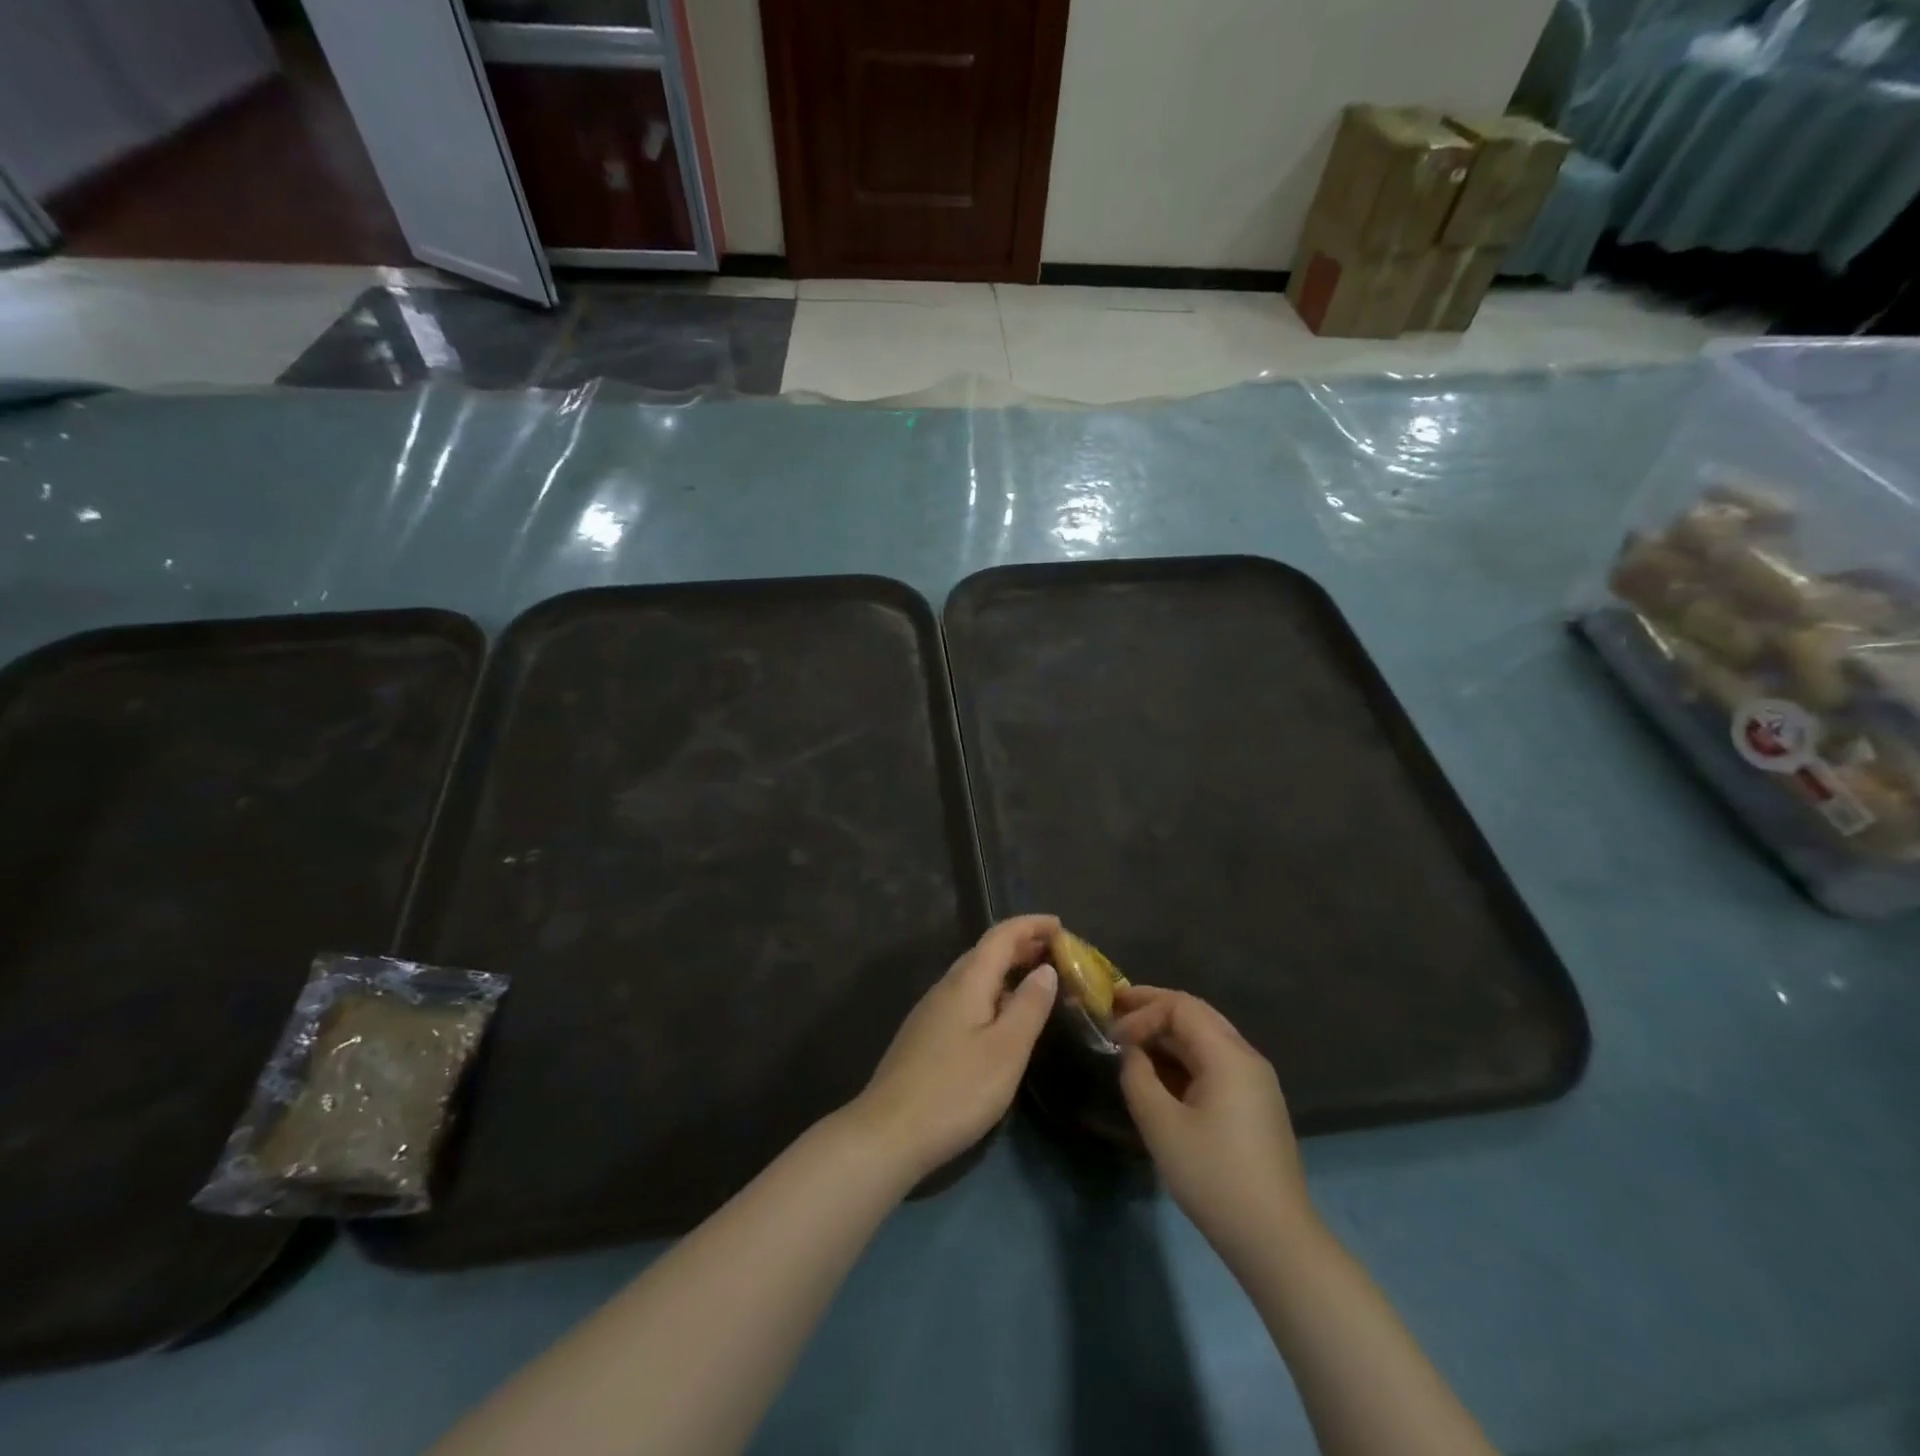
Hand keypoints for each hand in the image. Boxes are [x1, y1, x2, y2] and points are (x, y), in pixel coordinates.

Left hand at [846, 915, 1059, 1182]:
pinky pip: (966, 998)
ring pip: (975, 976)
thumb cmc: (956, 1089)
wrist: (889, 1132)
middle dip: (1022, 946)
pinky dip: (992, 994)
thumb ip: (1029, 1006)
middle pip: (986, 952)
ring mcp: (932, 1011)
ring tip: (1037, 985)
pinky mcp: (926, 1035)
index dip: (1031, 925)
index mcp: (967, 981)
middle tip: (1057, 955)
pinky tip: (1002, 1019)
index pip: (1001, 935)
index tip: (1060, 926)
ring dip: (1007, 971)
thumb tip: (1045, 969)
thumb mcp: (1006, 1050)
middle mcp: (946, 986)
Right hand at [1113, 986, 1315, 1261]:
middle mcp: (1247, 1057)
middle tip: (1116, 1008)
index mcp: (1228, 1055)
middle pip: (1196, 1013)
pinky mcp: (1255, 1104)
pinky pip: (1215, 1061)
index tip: (1113, 1037)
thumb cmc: (1214, 1176)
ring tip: (1132, 1037)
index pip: (1180, 1007)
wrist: (1275, 1240)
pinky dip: (1183, 1056)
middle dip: (1154, 1008)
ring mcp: (1255, 1081)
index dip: (1142, 1012)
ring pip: (1206, 1037)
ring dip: (1168, 1032)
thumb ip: (1137, 1077)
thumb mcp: (1161, 1125)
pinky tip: (1160, 1070)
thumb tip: (1131, 1053)